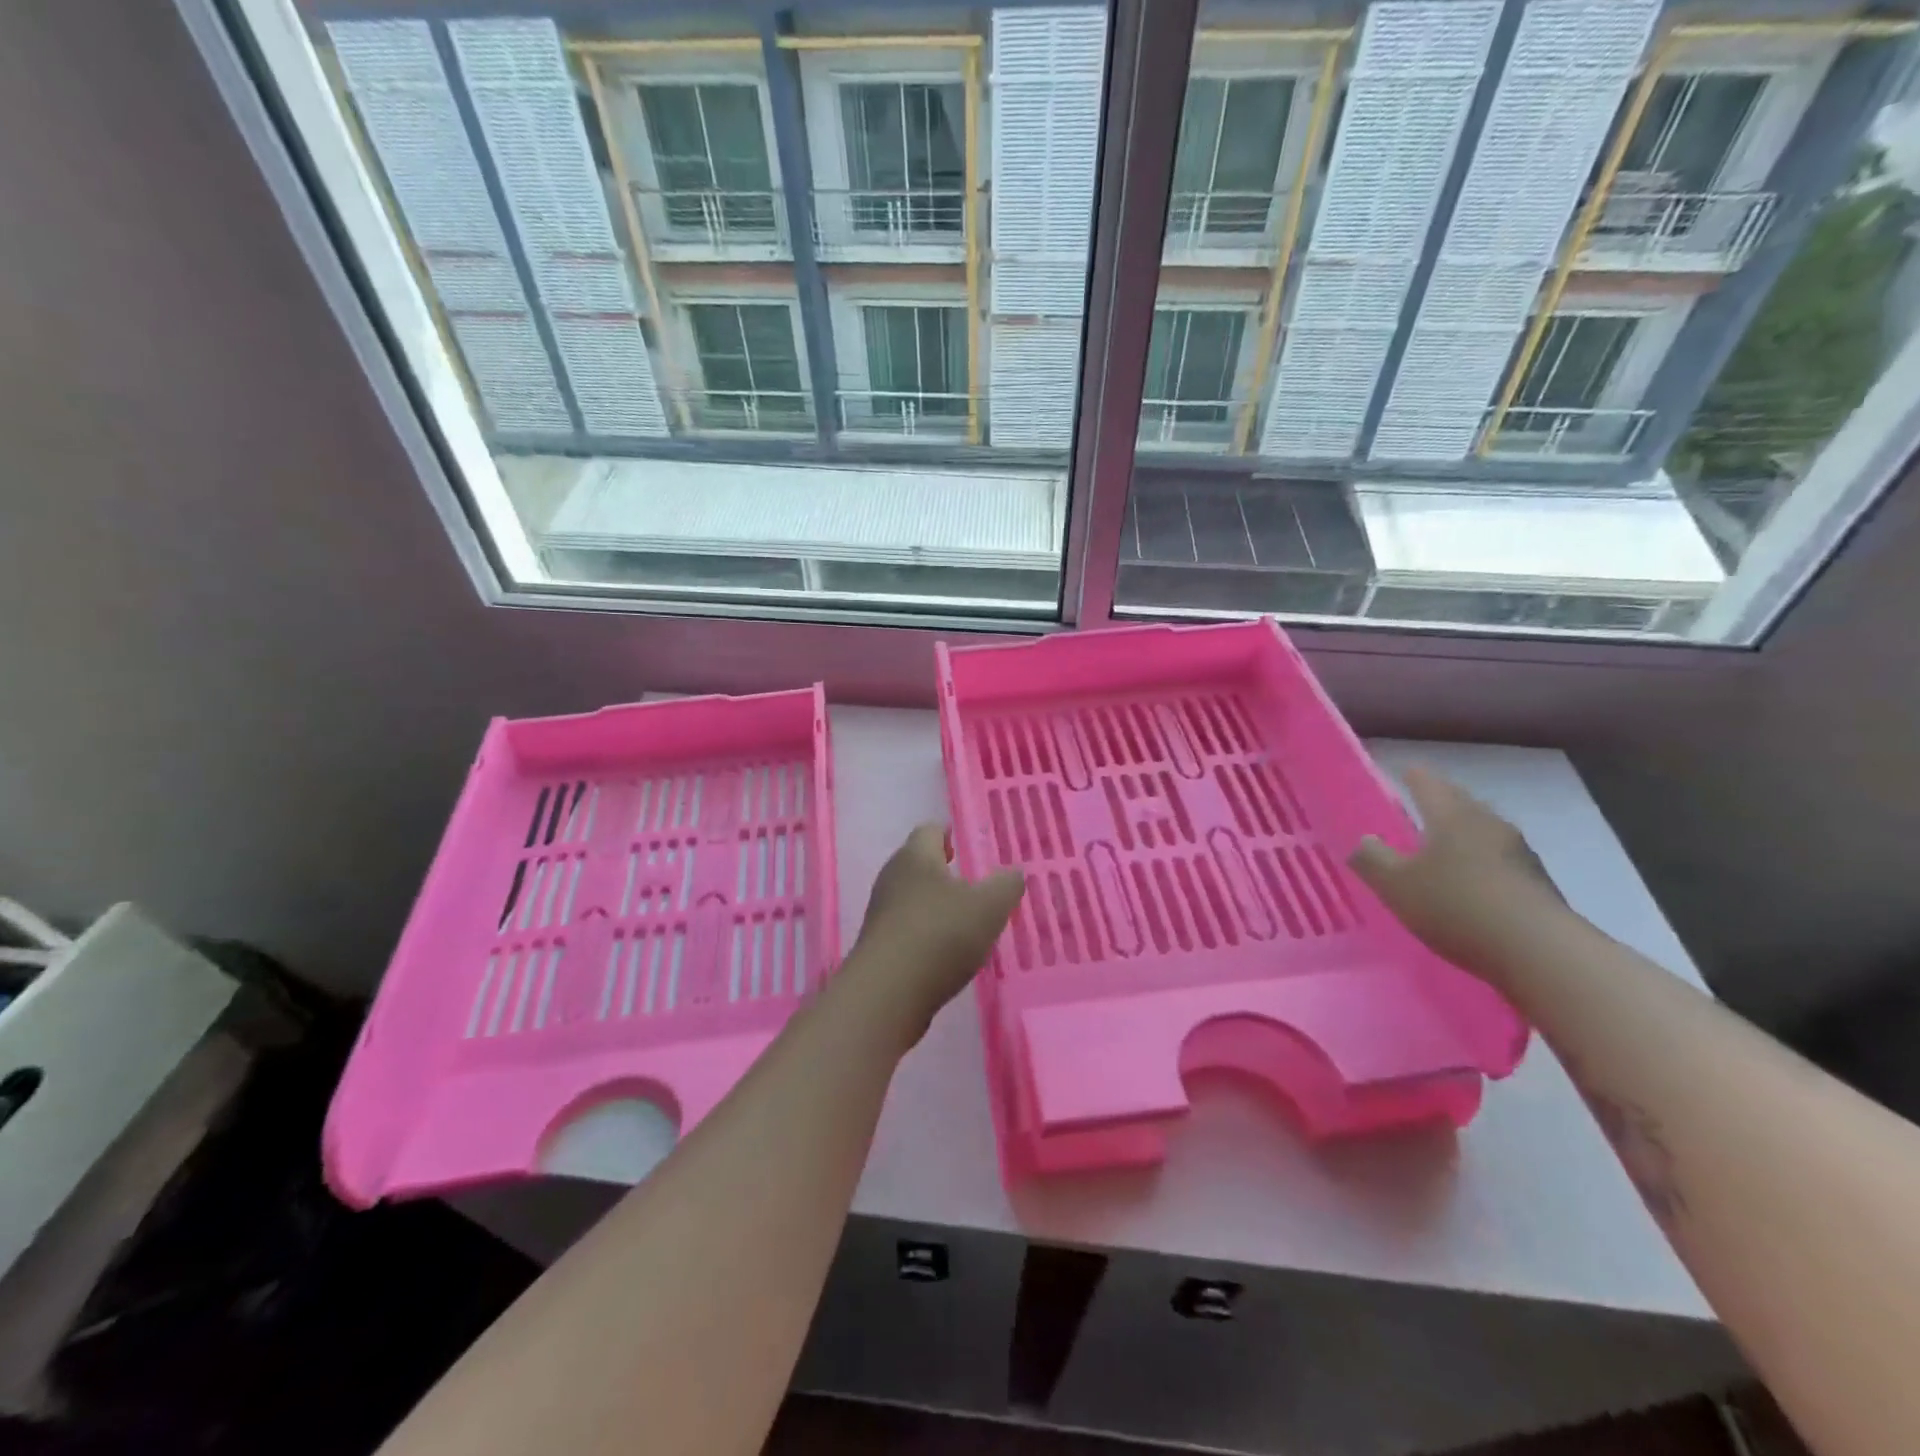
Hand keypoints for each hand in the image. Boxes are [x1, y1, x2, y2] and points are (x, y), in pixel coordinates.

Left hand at [843, 824, 1024, 1043]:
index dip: (948, 833)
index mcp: (916, 857)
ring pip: (910, 896)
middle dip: (941, 869)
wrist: (887, 995)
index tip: (963, 842)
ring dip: (933, 903)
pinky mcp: (878, 946)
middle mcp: (892, 878)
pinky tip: (944, 951)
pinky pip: (905, 927)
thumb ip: (1006, 885)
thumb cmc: (940, 936)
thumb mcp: (989, 907)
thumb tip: (1013, 873)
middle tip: (969, 881)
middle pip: (917, 863)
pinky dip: (924, 932)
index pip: (929, 831)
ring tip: (962, 918)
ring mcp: (880, 913)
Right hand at [1349, 766, 1564, 986]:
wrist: (1541, 952)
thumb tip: (1364, 840)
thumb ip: (1372, 859)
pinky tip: (1470, 880)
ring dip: (1462, 832)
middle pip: (1460, 802)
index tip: (1403, 771)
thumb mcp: (1396, 885)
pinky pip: (1498, 859)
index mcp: (1451, 815)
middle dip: (1439, 801)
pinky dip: (1480, 861)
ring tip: (1441, 845)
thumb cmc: (1457, 907)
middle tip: (1417, 805)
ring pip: (1482, 830)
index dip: (1412, 776)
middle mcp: (1488, 823)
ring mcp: (1519, 852)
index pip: (1427, 783)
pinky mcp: (1537, 882)